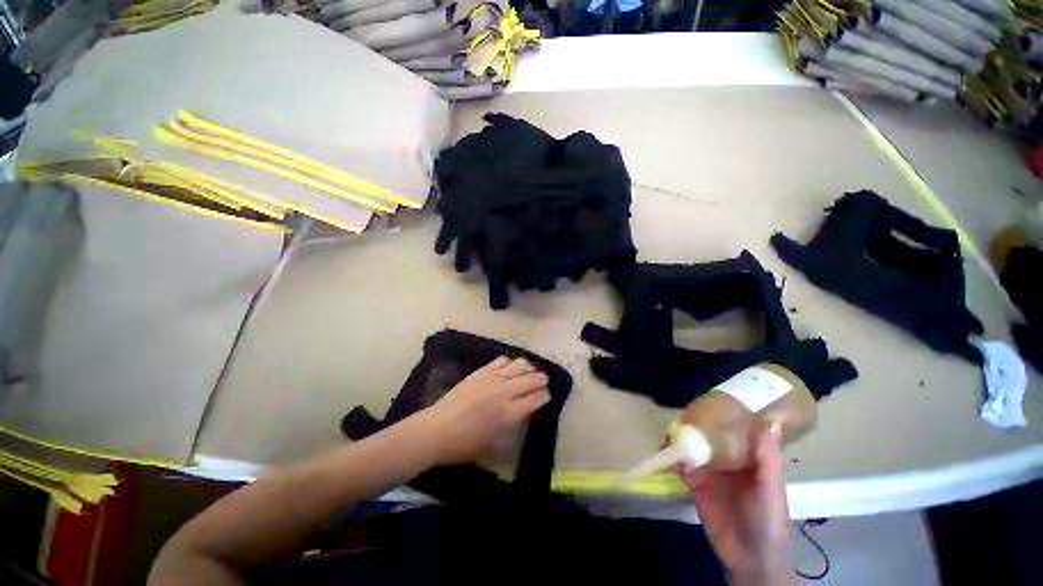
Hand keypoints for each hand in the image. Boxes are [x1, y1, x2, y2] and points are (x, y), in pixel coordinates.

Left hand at [416, 356, 550, 464]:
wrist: (437, 429)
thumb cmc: (465, 444)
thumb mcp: (494, 444)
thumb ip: (512, 428)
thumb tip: (522, 413)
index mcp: (510, 413)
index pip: (537, 398)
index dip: (545, 396)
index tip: (546, 396)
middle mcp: (506, 392)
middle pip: (533, 378)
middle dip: (542, 380)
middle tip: (543, 383)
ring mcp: (494, 378)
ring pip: (521, 365)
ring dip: (529, 369)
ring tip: (529, 373)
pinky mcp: (482, 371)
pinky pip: (503, 360)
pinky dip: (511, 363)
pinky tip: (510, 368)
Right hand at [681, 423, 790, 585]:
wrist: (749, 557)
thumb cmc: (768, 519)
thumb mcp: (770, 487)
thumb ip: (767, 457)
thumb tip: (770, 420)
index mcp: (748, 457)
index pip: (734, 429)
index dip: (723, 413)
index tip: (709, 396)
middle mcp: (727, 460)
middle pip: (708, 436)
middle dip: (695, 425)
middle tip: (681, 410)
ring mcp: (709, 472)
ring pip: (693, 448)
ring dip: (681, 439)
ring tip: (669, 427)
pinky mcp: (695, 484)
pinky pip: (682, 466)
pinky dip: (673, 457)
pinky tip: (665, 449)